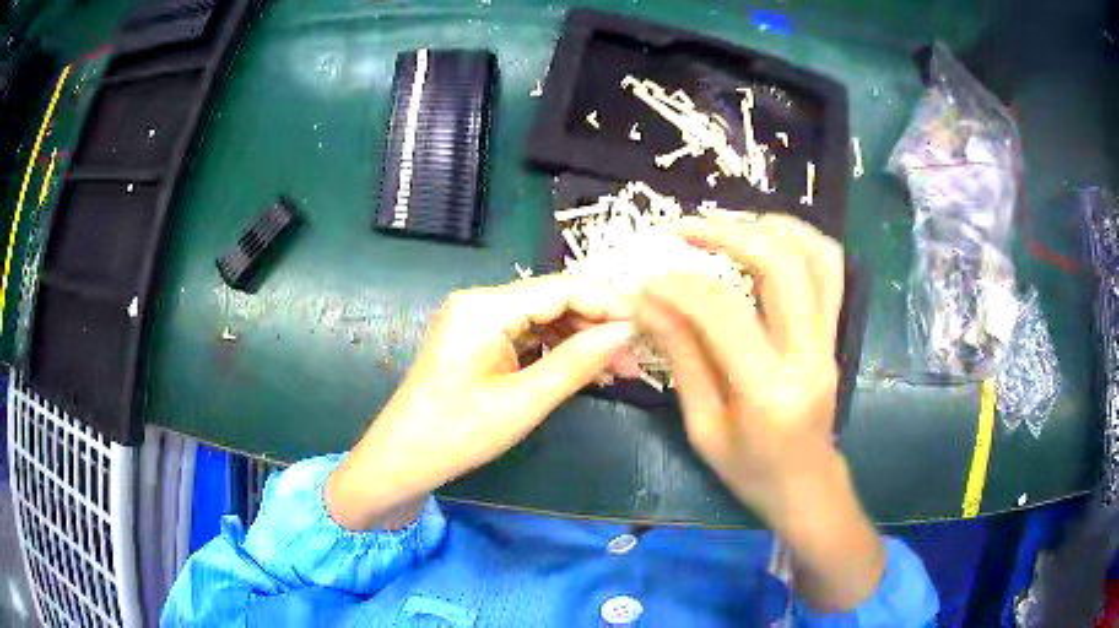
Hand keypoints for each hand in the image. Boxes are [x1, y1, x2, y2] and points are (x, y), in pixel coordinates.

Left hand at [326, 275, 634, 530]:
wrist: (403, 460)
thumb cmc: (457, 433)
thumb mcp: (524, 401)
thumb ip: (578, 362)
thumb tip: (628, 333)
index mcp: (485, 307)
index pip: (562, 288)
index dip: (610, 302)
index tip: (650, 322)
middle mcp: (481, 301)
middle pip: (555, 300)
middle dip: (599, 325)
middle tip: (639, 354)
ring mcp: (478, 320)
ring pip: (545, 318)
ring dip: (582, 340)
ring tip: (621, 368)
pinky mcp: (479, 340)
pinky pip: (528, 336)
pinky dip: (558, 351)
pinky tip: (587, 369)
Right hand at [634, 213, 883, 610]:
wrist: (806, 486)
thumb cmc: (750, 471)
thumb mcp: (703, 427)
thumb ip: (682, 358)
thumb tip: (648, 303)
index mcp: (769, 392)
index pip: (725, 314)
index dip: (681, 286)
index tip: (649, 279)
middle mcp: (809, 356)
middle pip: (782, 267)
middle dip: (729, 234)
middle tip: (685, 229)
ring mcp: (830, 341)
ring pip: (816, 257)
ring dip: (770, 227)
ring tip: (727, 224)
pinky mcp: (835, 334)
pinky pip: (830, 270)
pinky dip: (800, 241)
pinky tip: (767, 239)